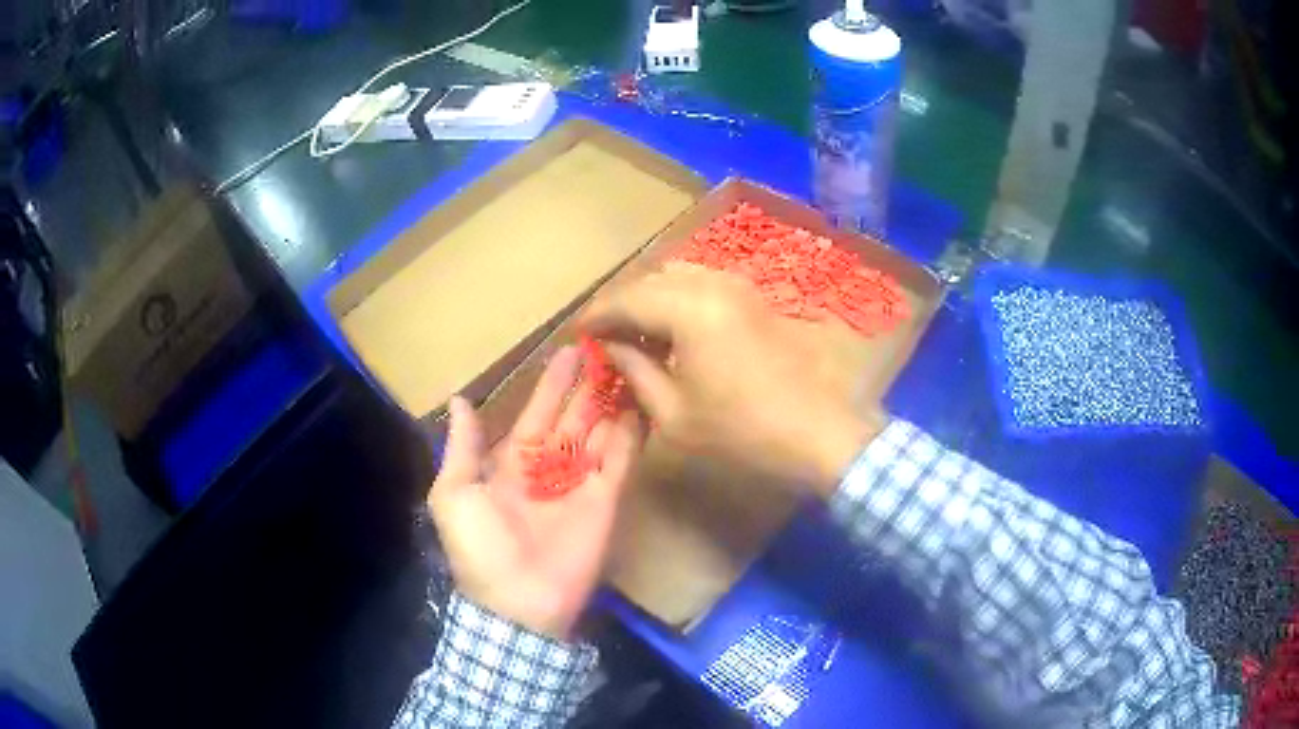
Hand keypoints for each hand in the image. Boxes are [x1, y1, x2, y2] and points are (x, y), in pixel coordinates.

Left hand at [427, 346, 642, 640]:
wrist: (518, 601)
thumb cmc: (480, 546)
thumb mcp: (454, 494)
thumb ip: (462, 448)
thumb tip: (460, 400)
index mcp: (513, 463)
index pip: (537, 413)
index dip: (552, 384)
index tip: (570, 350)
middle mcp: (550, 468)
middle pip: (573, 417)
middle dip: (588, 385)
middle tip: (608, 347)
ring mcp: (581, 483)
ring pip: (600, 432)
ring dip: (612, 402)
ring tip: (629, 365)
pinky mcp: (607, 499)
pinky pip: (621, 460)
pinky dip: (631, 433)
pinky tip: (640, 403)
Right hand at [582, 263, 882, 494]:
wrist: (818, 433)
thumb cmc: (742, 432)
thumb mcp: (675, 413)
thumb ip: (636, 371)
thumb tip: (611, 347)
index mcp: (688, 310)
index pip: (626, 299)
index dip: (597, 315)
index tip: (577, 333)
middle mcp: (713, 285)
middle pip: (651, 279)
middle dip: (622, 303)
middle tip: (603, 334)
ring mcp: (739, 287)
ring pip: (679, 276)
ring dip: (651, 298)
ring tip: (635, 332)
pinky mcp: (755, 299)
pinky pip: (704, 284)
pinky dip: (679, 298)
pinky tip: (674, 329)